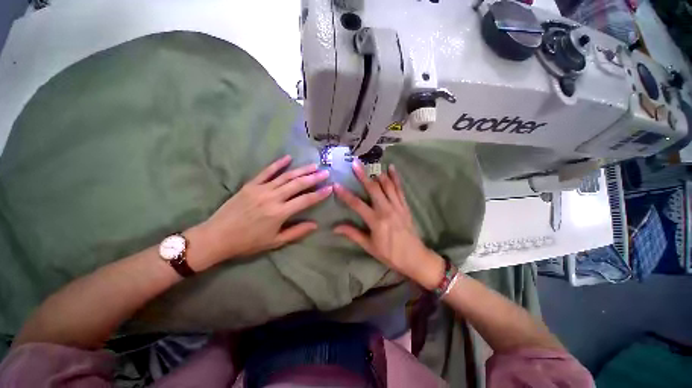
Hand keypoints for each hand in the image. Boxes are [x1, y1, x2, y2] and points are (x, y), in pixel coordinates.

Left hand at [190, 155, 331, 269]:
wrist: (217, 237)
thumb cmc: (248, 242)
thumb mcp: (275, 241)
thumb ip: (296, 232)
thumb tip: (315, 225)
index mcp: (280, 213)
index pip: (305, 200)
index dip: (319, 194)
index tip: (330, 188)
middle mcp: (273, 198)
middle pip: (298, 184)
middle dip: (313, 178)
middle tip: (325, 172)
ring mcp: (261, 189)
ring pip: (285, 176)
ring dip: (301, 170)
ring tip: (313, 165)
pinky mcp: (250, 185)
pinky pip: (266, 171)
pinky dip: (277, 164)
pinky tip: (288, 158)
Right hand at [333, 161, 444, 289]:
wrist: (414, 257)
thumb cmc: (389, 254)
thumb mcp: (369, 246)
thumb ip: (353, 234)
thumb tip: (335, 228)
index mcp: (376, 221)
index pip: (357, 204)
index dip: (345, 195)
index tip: (336, 185)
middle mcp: (386, 210)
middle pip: (373, 189)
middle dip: (363, 175)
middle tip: (355, 163)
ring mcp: (397, 206)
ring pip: (387, 186)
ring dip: (378, 174)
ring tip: (370, 164)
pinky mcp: (405, 206)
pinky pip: (400, 189)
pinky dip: (395, 178)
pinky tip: (392, 168)